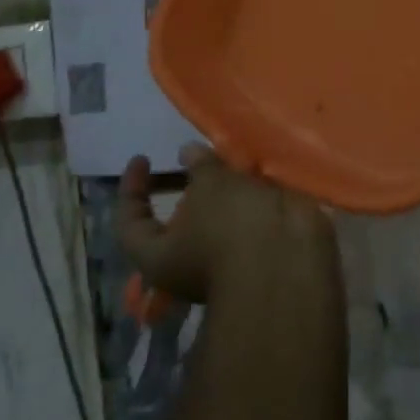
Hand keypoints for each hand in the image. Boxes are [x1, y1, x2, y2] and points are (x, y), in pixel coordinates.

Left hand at [116, 144, 338, 305]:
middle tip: (196, 159)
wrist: (289, 261)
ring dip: (223, 191)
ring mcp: (223, 263)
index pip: (130, 223)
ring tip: (231, 157)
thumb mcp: (210, 186)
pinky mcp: (256, 255)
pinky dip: (248, 199)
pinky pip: (245, 223)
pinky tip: (257, 173)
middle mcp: (187, 267)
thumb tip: (187, 152)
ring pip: (216, 222)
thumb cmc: (231, 227)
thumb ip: (199, 165)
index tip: (143, 158)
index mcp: (159, 258)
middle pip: (178, 223)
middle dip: (189, 188)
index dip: (131, 188)